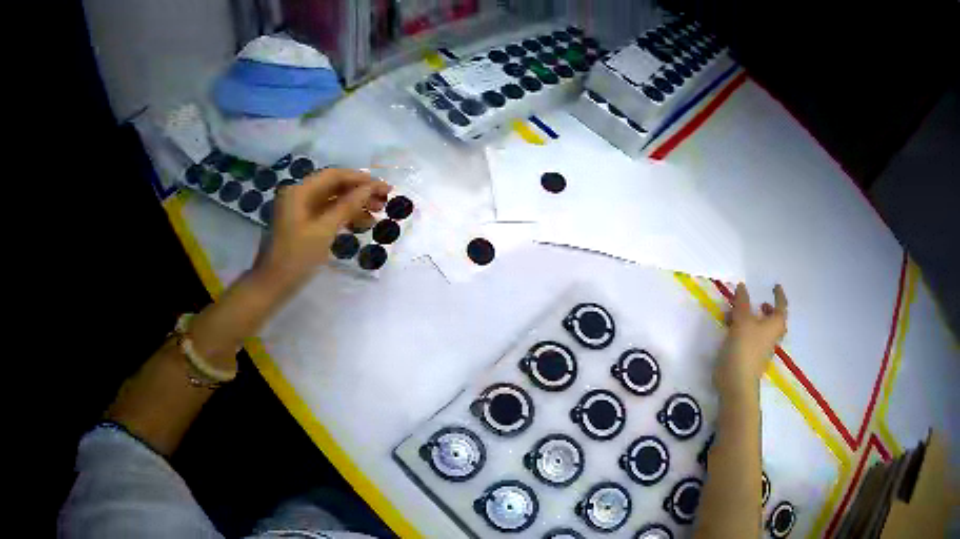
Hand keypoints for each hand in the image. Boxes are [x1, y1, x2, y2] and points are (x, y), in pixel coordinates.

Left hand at [256, 168, 390, 288]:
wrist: (272, 285)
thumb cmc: (296, 257)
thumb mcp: (324, 230)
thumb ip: (348, 205)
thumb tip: (371, 188)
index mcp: (299, 191)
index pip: (335, 175)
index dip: (361, 179)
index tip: (384, 188)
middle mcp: (298, 195)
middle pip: (333, 186)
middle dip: (359, 192)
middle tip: (384, 203)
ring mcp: (299, 210)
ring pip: (331, 200)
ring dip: (354, 205)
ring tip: (376, 216)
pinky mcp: (302, 224)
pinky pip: (326, 213)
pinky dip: (343, 217)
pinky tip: (360, 225)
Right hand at [714, 284, 787, 397]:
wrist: (737, 382)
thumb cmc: (744, 348)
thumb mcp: (742, 320)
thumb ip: (742, 302)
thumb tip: (742, 286)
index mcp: (775, 325)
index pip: (781, 306)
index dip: (779, 295)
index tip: (775, 286)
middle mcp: (772, 336)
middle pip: (773, 320)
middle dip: (766, 310)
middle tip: (759, 303)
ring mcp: (762, 349)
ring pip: (760, 329)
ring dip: (751, 319)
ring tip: (736, 315)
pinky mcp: (751, 358)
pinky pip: (751, 338)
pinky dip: (744, 330)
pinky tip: (731, 330)